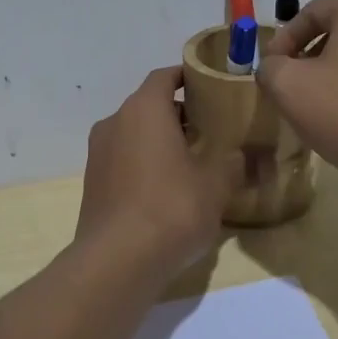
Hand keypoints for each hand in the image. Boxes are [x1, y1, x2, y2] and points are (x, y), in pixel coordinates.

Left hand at [77, 66, 239, 274]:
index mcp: (143, 110)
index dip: (187, 77)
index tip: (210, 87)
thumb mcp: (216, 184)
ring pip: (134, 134)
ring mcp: (98, 154)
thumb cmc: (171, 208)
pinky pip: (123, 160)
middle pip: (149, 105)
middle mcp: (115, 122)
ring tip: (192, 163)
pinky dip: (144, 164)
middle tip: (210, 131)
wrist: (117, 262)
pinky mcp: (93, 184)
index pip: (164, 77)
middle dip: (178, 114)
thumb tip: (244, 154)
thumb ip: (233, 162)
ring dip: (160, 141)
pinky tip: (167, 191)